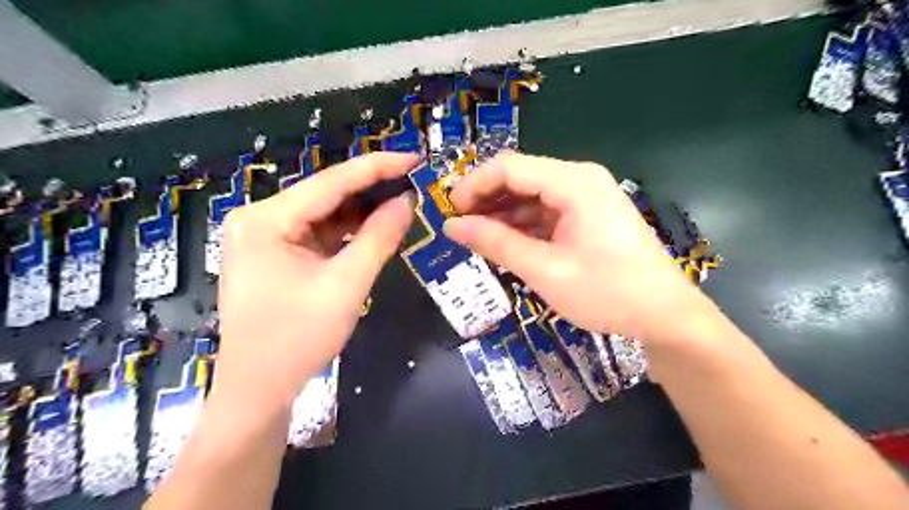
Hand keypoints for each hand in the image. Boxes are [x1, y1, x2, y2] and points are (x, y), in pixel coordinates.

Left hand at [215, 153, 419, 407]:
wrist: (258, 390)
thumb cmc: (297, 339)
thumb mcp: (346, 285)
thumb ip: (379, 238)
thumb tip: (407, 201)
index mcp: (266, 219)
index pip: (332, 182)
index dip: (378, 167)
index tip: (415, 158)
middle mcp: (259, 218)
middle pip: (326, 195)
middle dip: (372, 190)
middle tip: (415, 182)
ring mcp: (265, 237)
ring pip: (325, 214)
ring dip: (363, 211)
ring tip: (404, 202)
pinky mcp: (275, 254)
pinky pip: (319, 233)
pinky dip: (348, 232)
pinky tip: (377, 228)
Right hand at [444, 151, 712, 345]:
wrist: (664, 315)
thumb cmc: (607, 292)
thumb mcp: (545, 270)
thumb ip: (497, 243)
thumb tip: (452, 227)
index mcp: (574, 182)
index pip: (509, 167)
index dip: (474, 186)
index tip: (450, 213)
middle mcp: (579, 180)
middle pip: (520, 178)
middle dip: (486, 200)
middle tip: (459, 228)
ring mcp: (585, 198)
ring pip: (530, 196)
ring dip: (502, 215)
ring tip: (476, 239)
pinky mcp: (587, 217)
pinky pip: (545, 213)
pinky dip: (522, 226)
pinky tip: (504, 243)